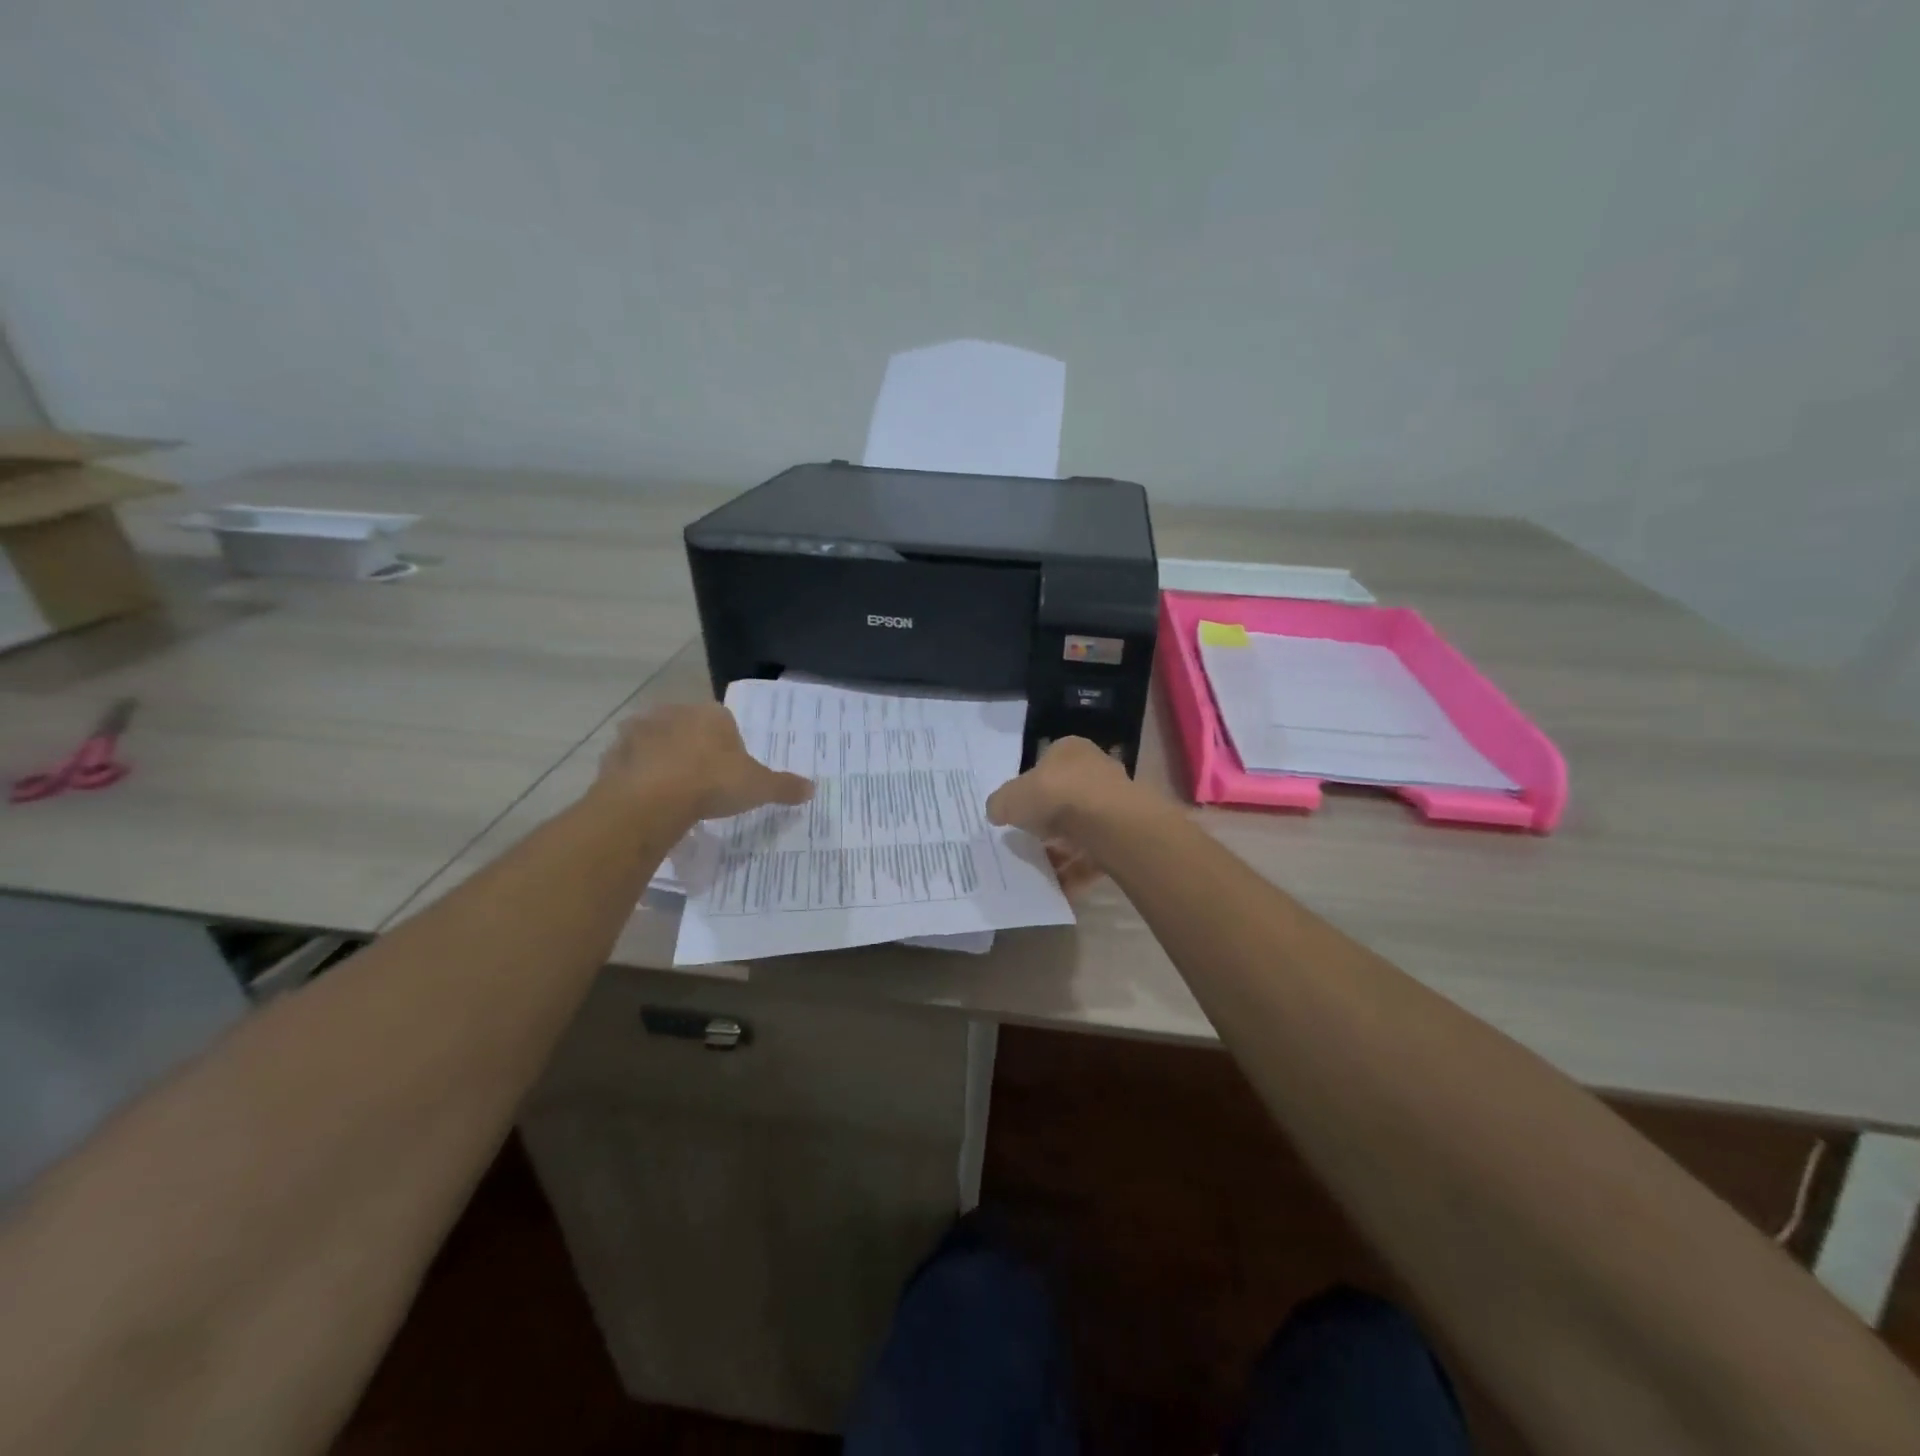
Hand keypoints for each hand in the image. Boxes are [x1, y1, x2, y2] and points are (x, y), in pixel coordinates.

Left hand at [597, 704, 812, 821]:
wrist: (651, 800)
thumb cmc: (712, 783)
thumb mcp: (758, 787)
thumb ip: (784, 786)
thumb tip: (813, 788)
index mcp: (711, 714)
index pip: (724, 723)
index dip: (728, 749)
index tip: (730, 775)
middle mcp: (674, 713)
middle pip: (688, 729)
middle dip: (694, 751)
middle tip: (702, 785)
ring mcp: (639, 731)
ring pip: (656, 744)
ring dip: (663, 761)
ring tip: (673, 795)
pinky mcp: (613, 754)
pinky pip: (631, 764)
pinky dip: (638, 778)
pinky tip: (648, 801)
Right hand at [986, 737, 1139, 894]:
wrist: (1107, 823)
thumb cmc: (1055, 795)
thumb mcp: (1010, 797)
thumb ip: (1000, 803)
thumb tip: (997, 811)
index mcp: (1069, 751)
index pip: (1047, 767)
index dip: (1030, 790)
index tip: (1018, 813)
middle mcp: (1096, 770)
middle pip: (1066, 798)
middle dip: (1048, 822)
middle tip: (1028, 841)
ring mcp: (1114, 802)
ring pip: (1082, 828)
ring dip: (1063, 850)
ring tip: (1041, 868)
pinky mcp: (1124, 833)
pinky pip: (1096, 854)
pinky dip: (1078, 869)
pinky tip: (1060, 885)